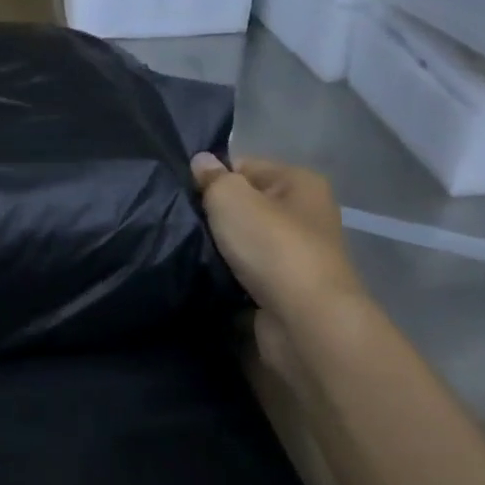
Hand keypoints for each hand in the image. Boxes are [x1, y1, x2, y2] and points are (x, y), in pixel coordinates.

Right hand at [191, 153, 365, 373]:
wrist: (304, 322)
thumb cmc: (272, 246)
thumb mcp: (231, 198)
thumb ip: (212, 178)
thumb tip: (201, 161)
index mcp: (300, 183)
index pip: (245, 166)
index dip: (213, 177)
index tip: (184, 193)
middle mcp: (305, 215)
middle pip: (245, 205)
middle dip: (214, 215)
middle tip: (180, 222)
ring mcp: (296, 255)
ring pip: (242, 241)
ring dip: (217, 248)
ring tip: (186, 250)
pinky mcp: (285, 290)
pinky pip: (245, 273)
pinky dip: (226, 276)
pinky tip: (203, 277)